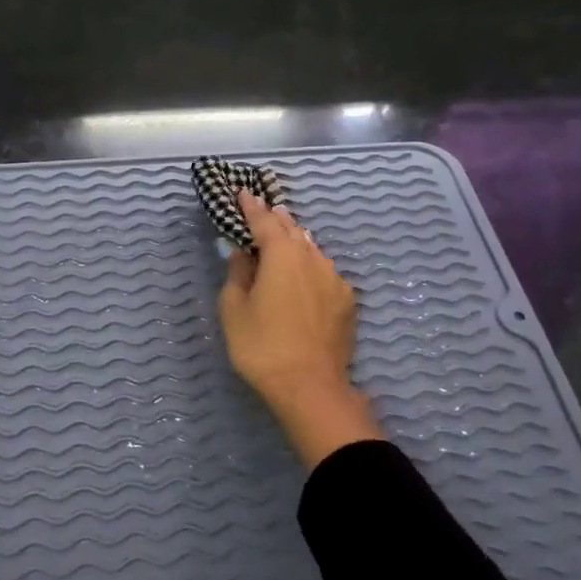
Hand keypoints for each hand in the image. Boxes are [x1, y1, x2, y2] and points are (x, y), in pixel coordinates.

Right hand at [218, 190, 381, 469]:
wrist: (310, 386)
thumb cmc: (261, 346)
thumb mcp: (234, 310)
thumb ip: (237, 274)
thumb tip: (241, 253)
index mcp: (281, 254)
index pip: (263, 220)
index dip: (250, 206)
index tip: (242, 192)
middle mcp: (312, 257)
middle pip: (291, 230)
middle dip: (275, 218)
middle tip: (263, 209)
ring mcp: (334, 278)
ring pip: (311, 250)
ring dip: (295, 241)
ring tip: (284, 236)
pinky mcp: (347, 301)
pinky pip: (324, 272)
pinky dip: (310, 266)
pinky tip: (305, 275)